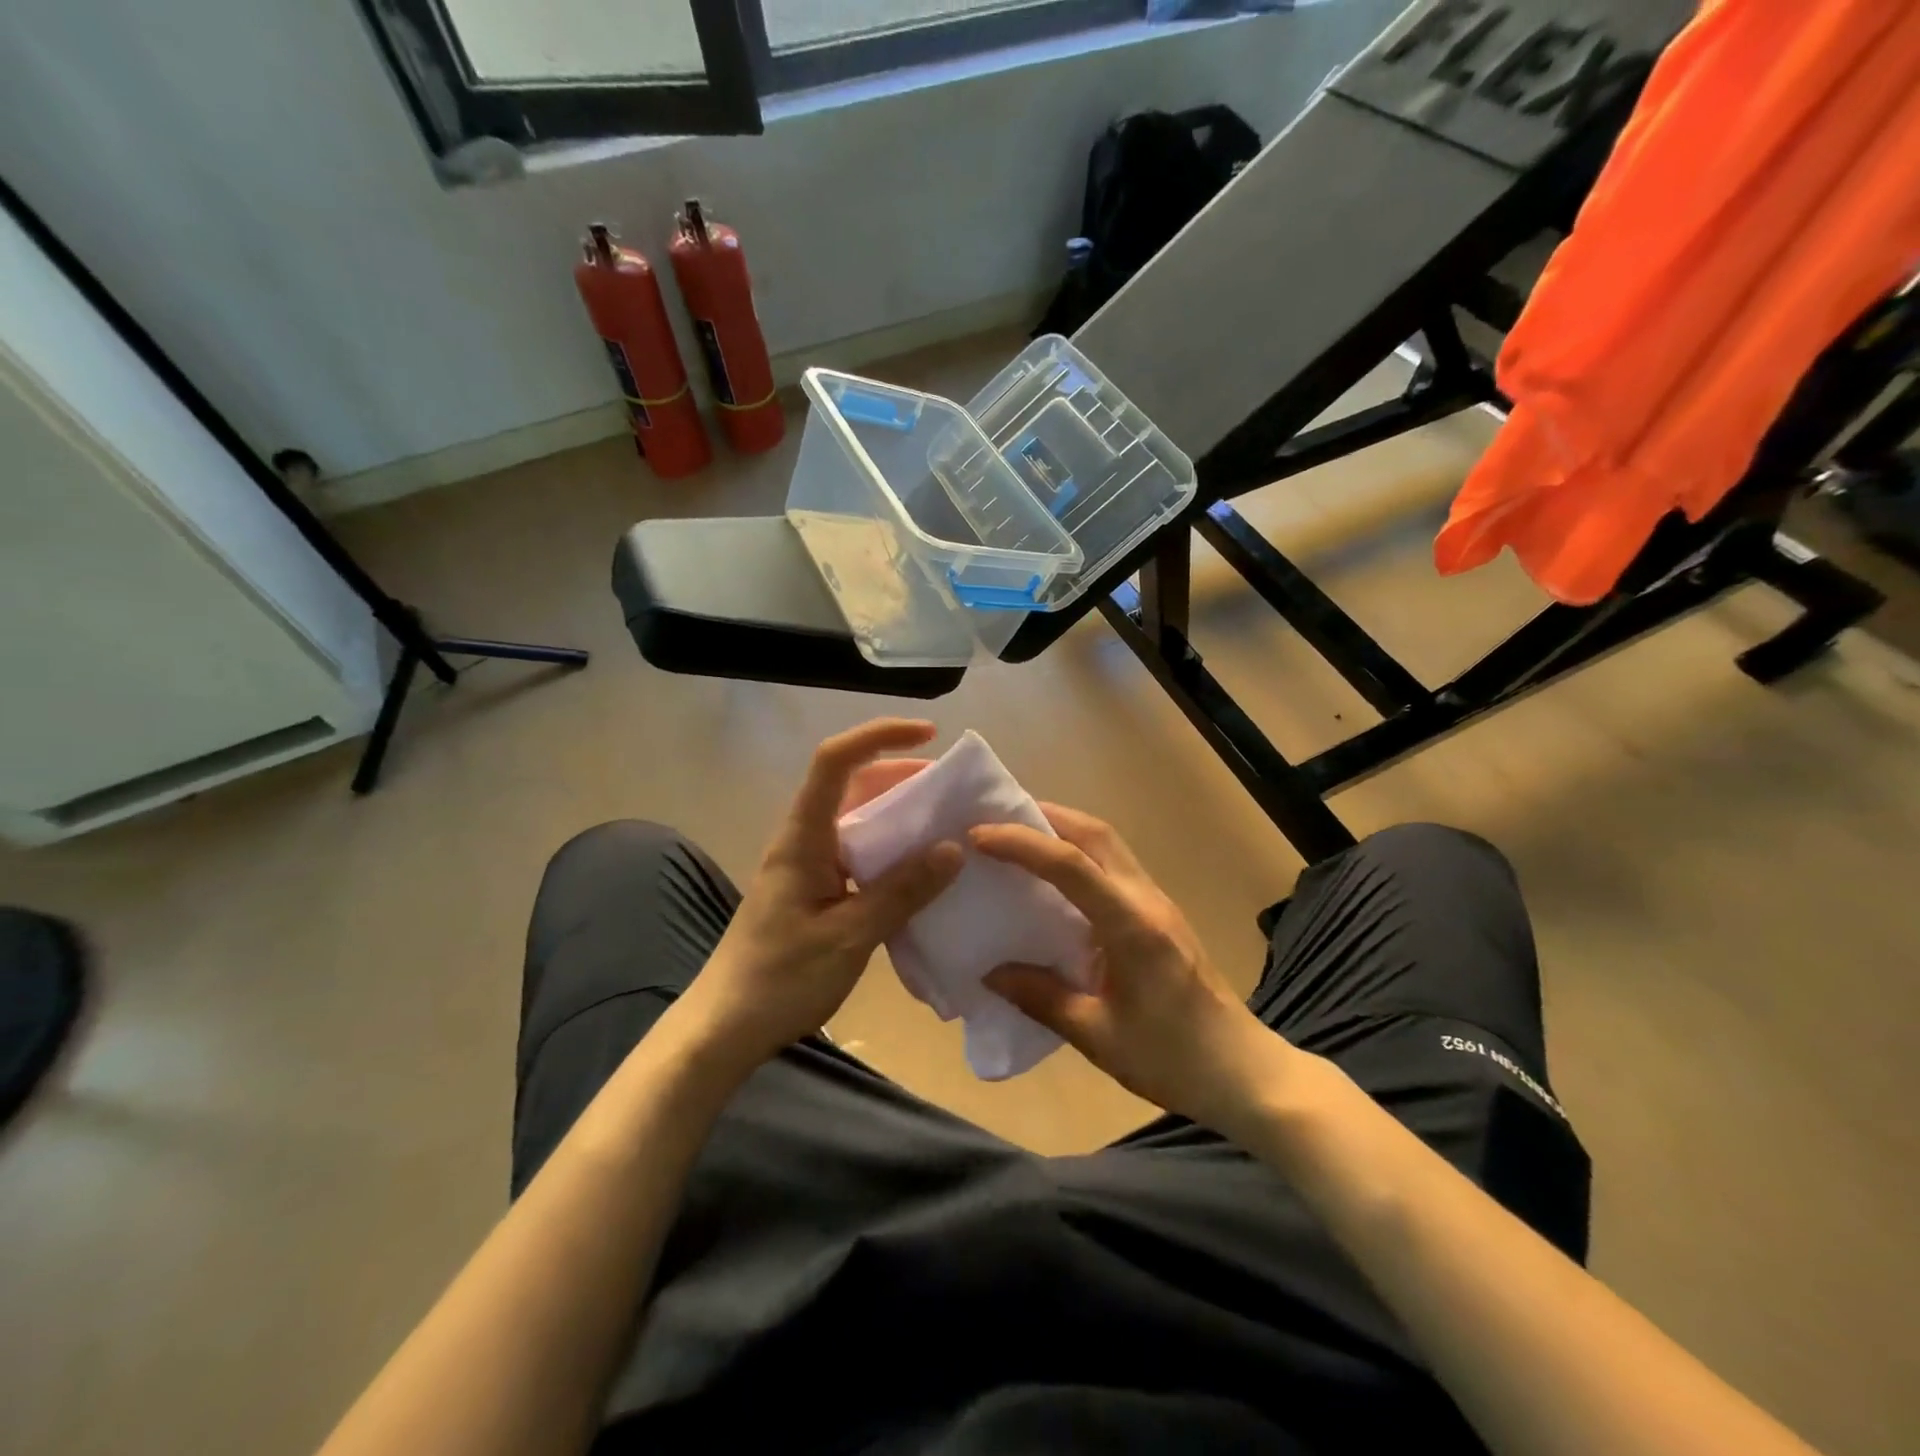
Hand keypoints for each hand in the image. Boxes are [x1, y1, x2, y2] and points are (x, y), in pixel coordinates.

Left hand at [676, 719, 960, 1075]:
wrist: (726, 1028)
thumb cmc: (780, 979)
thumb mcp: (849, 936)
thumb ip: (901, 892)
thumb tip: (953, 849)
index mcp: (803, 837)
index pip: (835, 761)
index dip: (879, 736)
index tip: (928, 734)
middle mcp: (805, 839)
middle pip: (852, 784)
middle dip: (901, 775)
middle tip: (952, 789)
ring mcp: (809, 865)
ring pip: (858, 820)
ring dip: (900, 814)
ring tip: (947, 825)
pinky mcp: (816, 891)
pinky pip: (859, 854)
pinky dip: (892, 851)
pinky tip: (922, 872)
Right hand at [971, 805, 1289, 1131]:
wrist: (1244, 1072)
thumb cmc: (1173, 1059)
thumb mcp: (1099, 1037)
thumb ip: (1042, 998)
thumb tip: (990, 973)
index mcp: (1131, 925)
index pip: (1071, 865)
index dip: (1022, 844)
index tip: (977, 835)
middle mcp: (1146, 899)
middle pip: (1095, 833)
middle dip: (1044, 816)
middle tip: (997, 820)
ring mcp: (1157, 903)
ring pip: (1107, 843)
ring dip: (1063, 829)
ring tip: (1018, 838)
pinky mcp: (1158, 915)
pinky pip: (1112, 866)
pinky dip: (1077, 854)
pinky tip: (1052, 878)